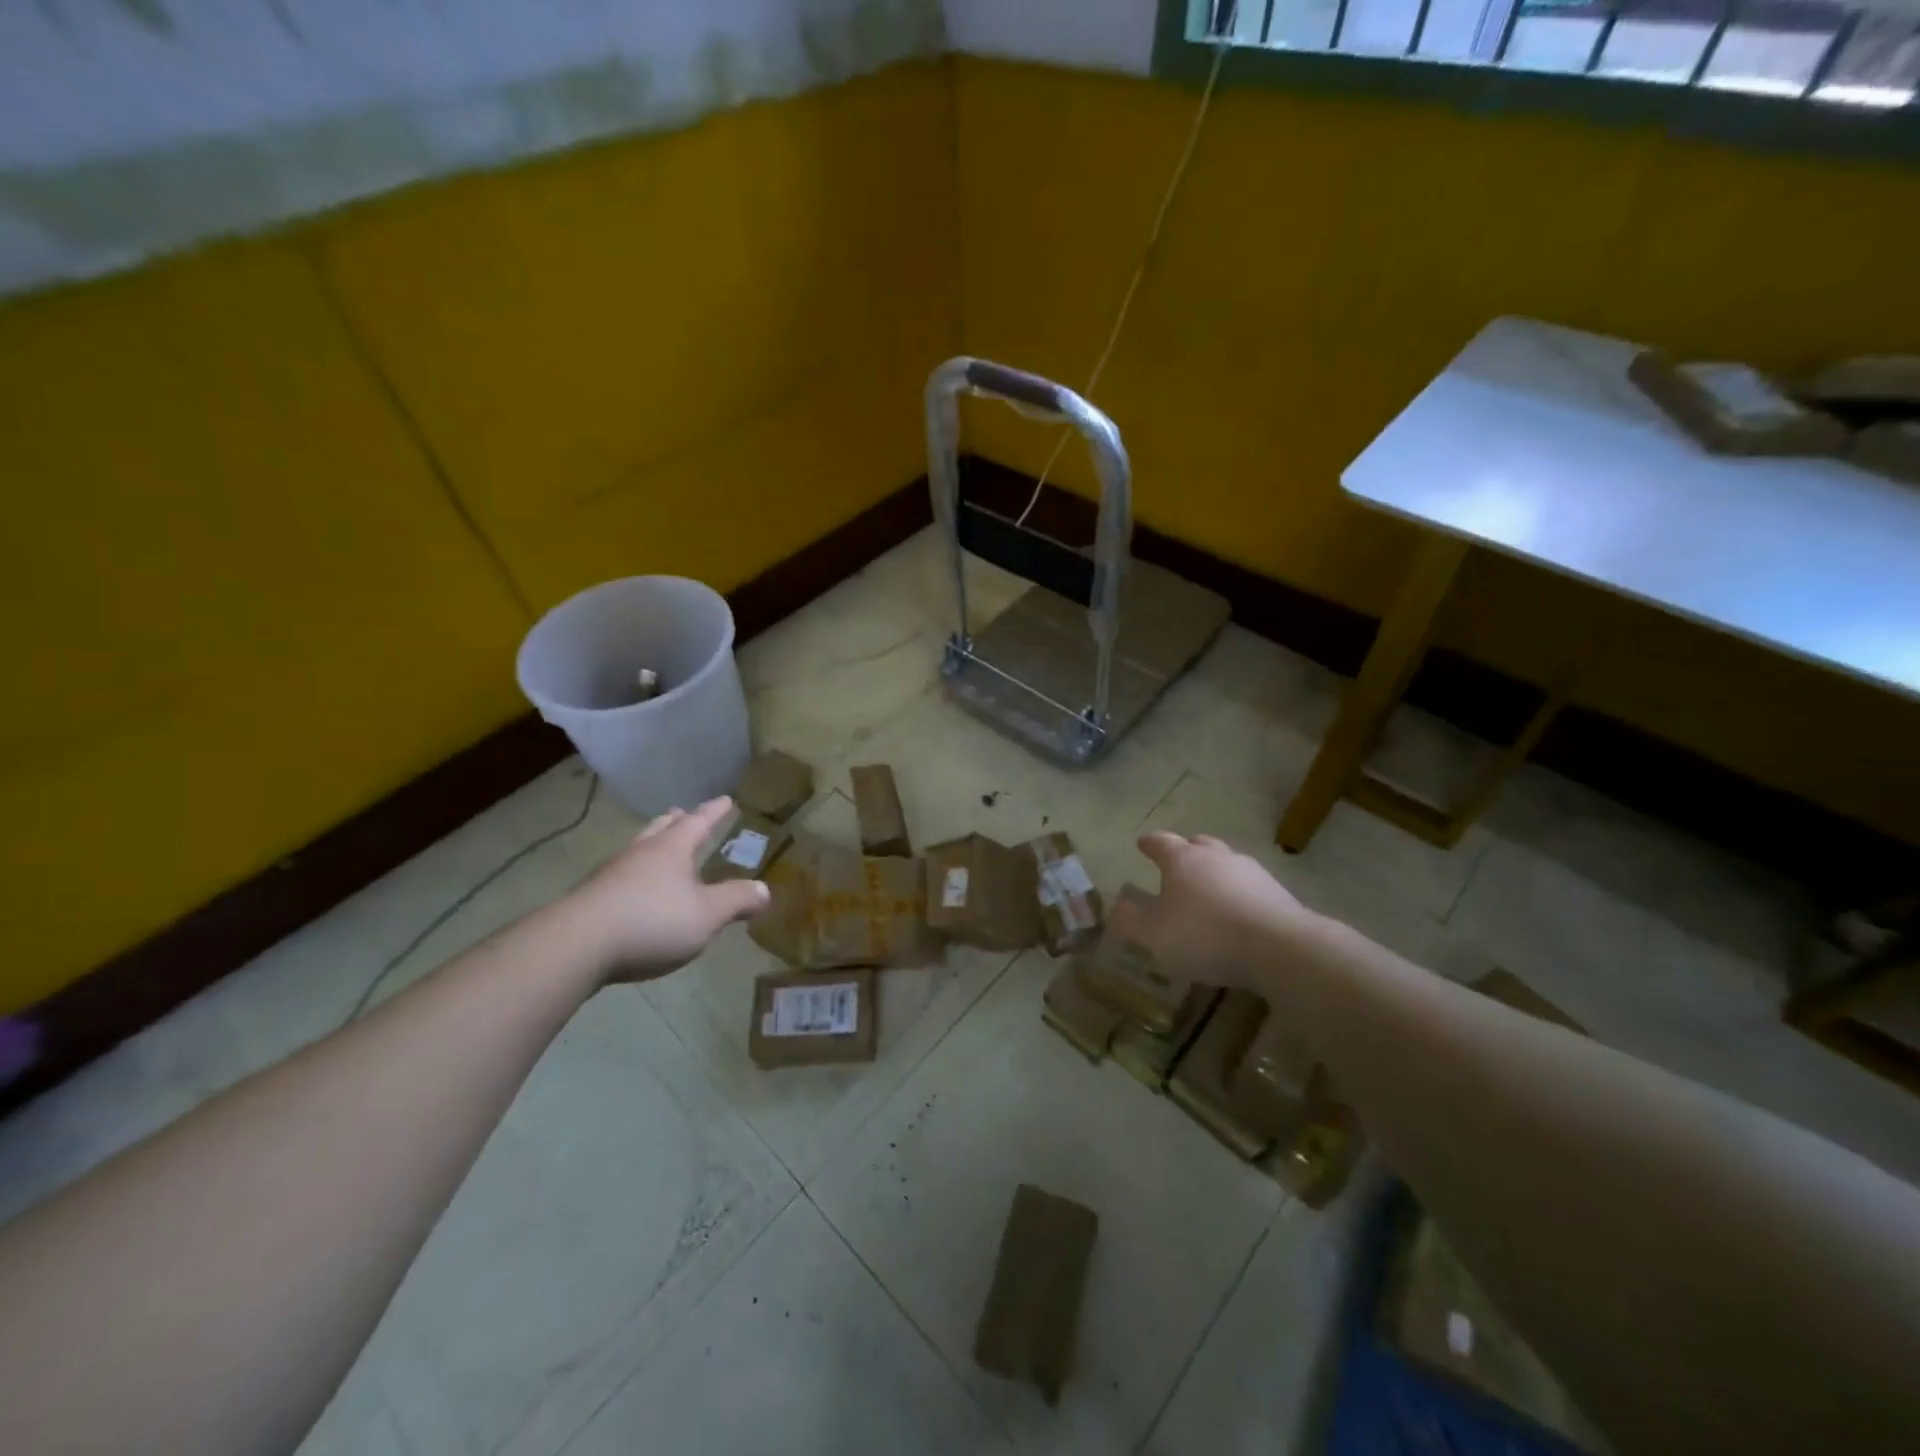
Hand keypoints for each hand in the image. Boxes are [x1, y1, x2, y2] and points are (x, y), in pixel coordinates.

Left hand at [567, 797, 770, 983]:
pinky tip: (634, 890)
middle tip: (682, 814)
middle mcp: (640, 853)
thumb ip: (737, 900)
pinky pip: (620, 876)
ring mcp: (611, 874)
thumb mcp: (707, 914)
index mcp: (671, 849)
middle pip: (660, 829)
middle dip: (675, 822)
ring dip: (651, 845)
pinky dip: (634, 874)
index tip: (726, 799)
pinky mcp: (590, 899)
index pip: (698, 822)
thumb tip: (765, 889)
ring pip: (637, 850)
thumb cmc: (652, 921)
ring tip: (658, 848)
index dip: (714, 811)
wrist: (577, 946)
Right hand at [1111, 831, 1312, 992]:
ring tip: (1208, 891)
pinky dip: (1238, 895)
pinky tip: (1237, 914)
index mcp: (1182, 859)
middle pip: (1198, 845)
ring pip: (1226, 864)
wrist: (1280, 948)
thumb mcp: (1153, 934)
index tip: (1142, 844)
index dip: (1149, 844)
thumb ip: (1131, 919)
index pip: (1161, 842)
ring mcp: (1251, 872)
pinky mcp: (1278, 894)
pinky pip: (1249, 888)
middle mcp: (1216, 856)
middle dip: (1186, 852)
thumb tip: (1118, 904)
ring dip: (1215, 873)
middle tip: (1177, 863)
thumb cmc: (1204, 935)